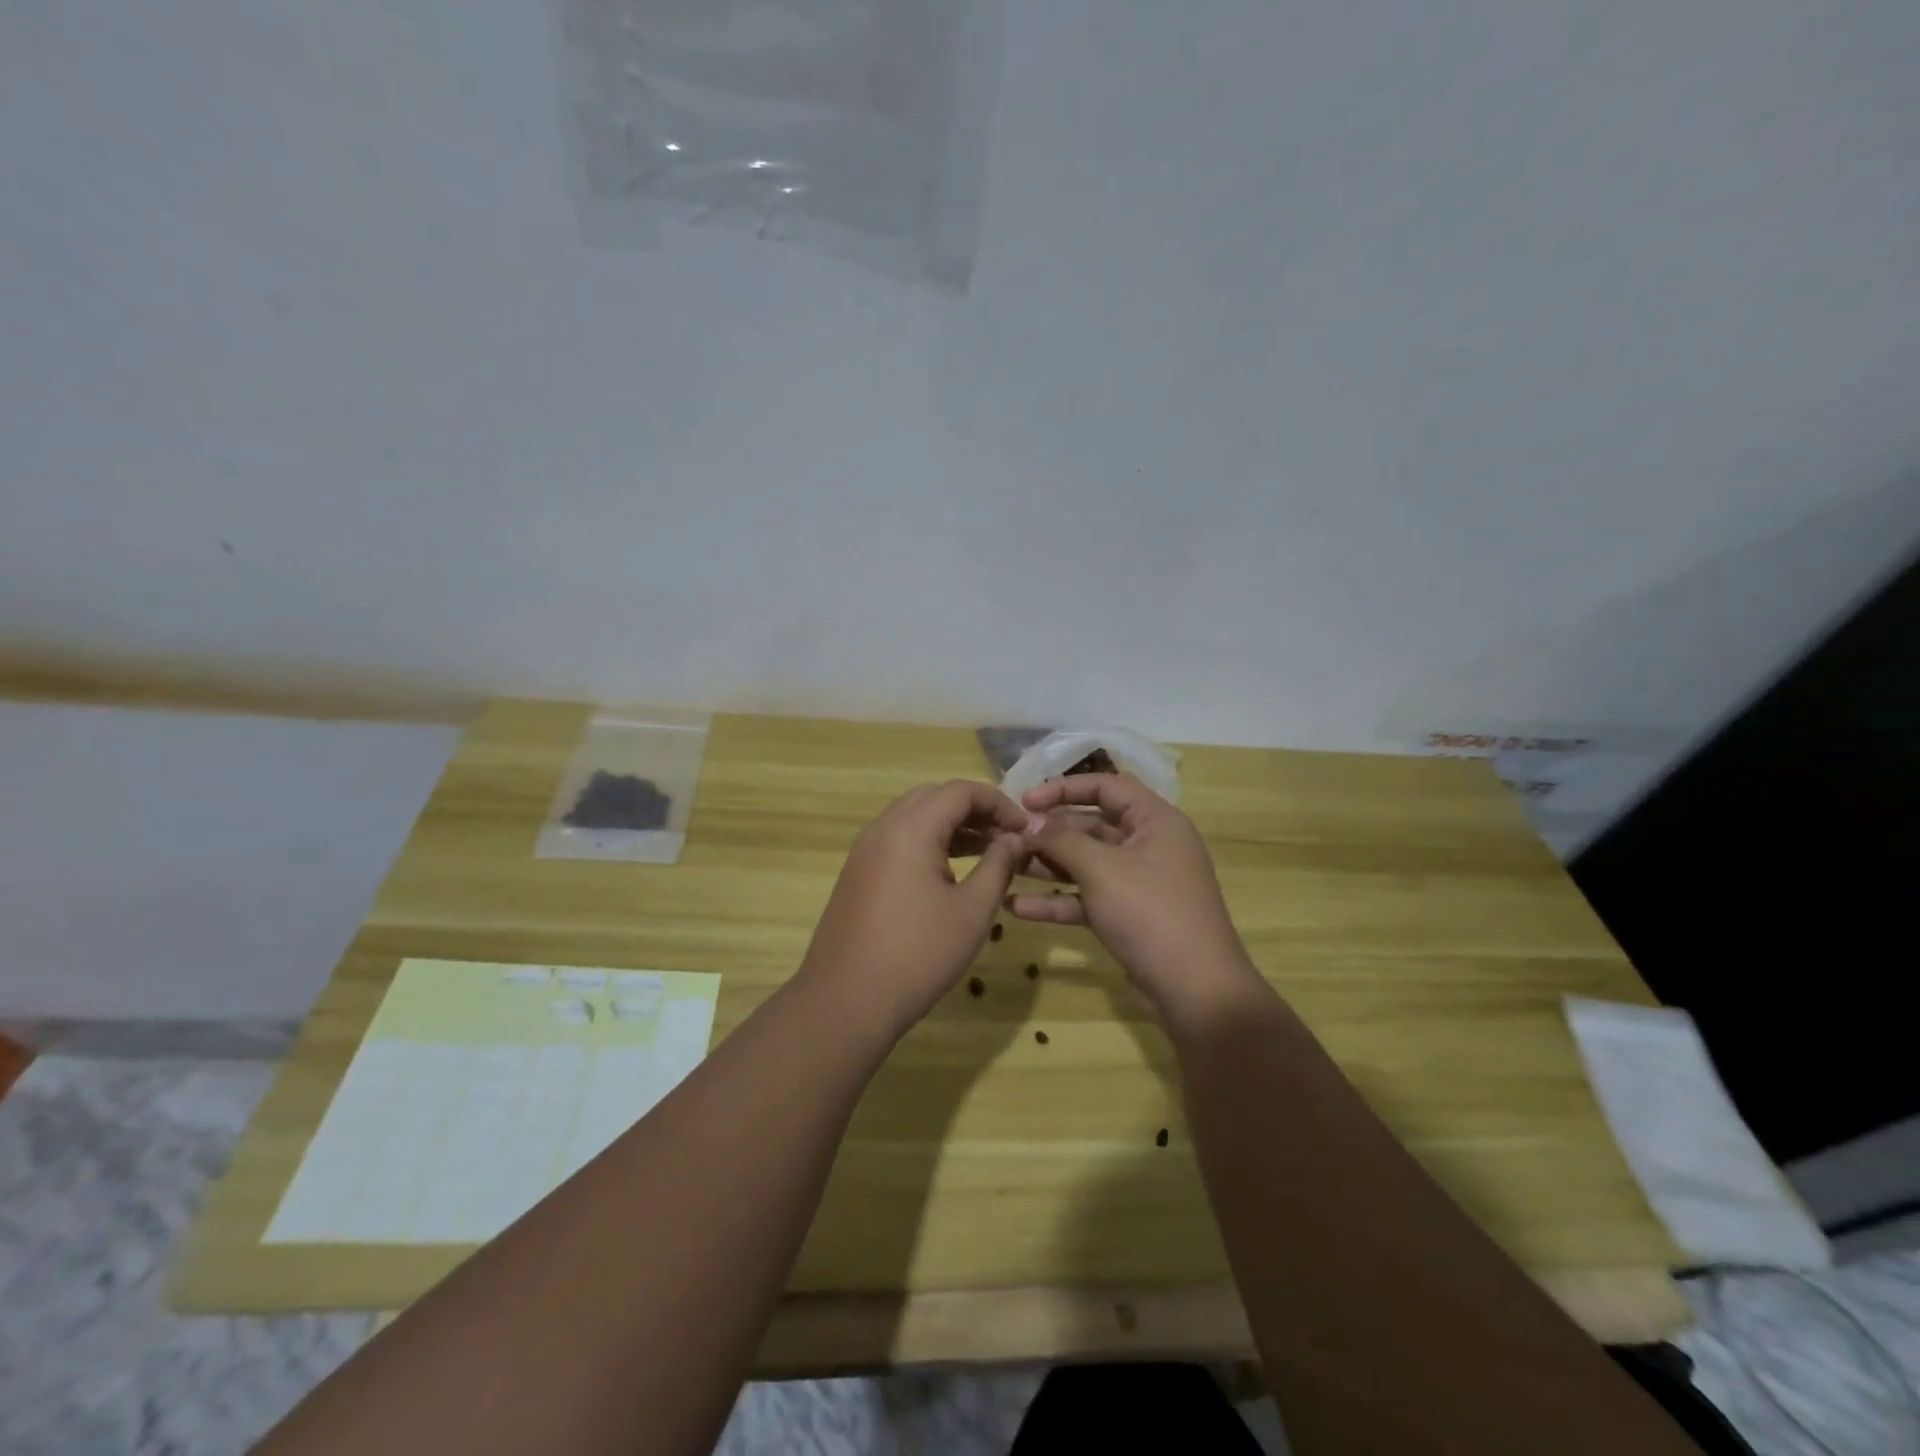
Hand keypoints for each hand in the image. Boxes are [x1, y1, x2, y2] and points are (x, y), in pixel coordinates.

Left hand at [799, 780, 1030, 1039]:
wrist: (847, 1000)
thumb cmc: (918, 953)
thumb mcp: (972, 910)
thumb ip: (998, 865)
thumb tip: (1013, 839)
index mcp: (911, 828)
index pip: (960, 790)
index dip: (998, 802)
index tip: (1024, 829)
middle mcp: (883, 828)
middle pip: (935, 797)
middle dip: (974, 809)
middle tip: (1005, 836)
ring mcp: (865, 850)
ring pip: (914, 817)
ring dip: (951, 825)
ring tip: (987, 852)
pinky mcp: (858, 872)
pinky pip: (898, 839)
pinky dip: (929, 842)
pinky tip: (950, 871)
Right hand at [1008, 775, 1265, 1029]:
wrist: (1195, 990)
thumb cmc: (1149, 912)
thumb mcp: (1100, 869)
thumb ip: (1061, 840)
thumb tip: (1031, 823)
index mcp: (1155, 820)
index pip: (1106, 786)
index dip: (1063, 788)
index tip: (1025, 802)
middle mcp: (1149, 845)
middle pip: (1092, 826)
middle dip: (1049, 834)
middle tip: (1009, 840)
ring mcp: (1140, 882)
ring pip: (1086, 864)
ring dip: (1048, 867)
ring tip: (1005, 869)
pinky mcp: (1129, 916)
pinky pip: (1089, 898)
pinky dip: (1058, 901)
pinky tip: (1017, 908)